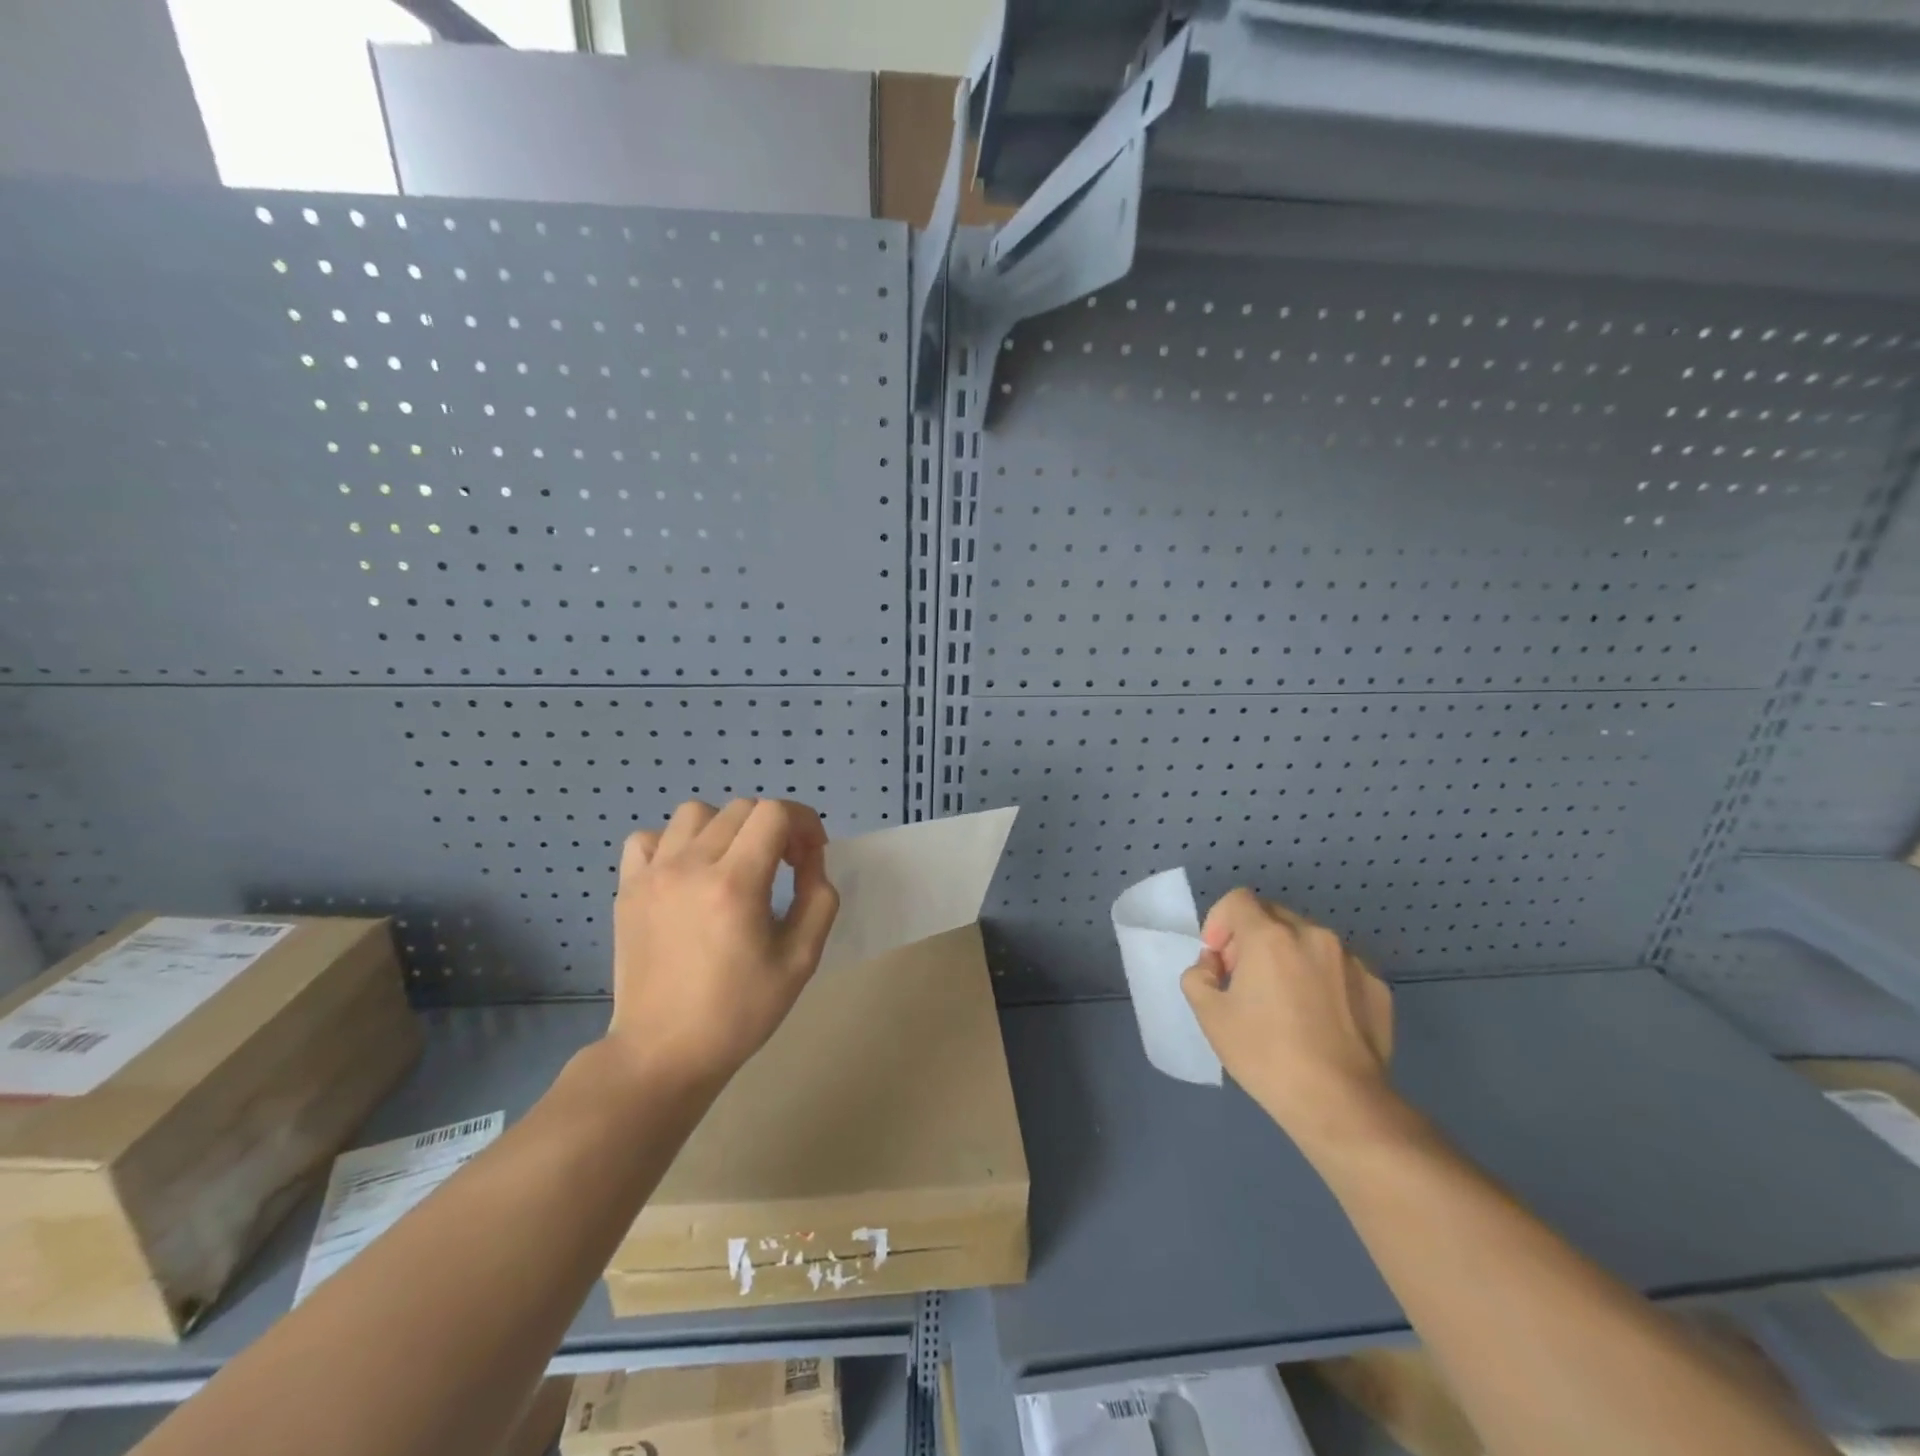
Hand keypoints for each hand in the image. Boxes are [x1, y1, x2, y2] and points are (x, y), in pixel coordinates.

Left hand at [607, 798, 839, 1087]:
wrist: (663, 1053)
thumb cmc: (739, 1012)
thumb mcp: (801, 960)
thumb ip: (819, 899)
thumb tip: (810, 861)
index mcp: (735, 884)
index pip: (775, 813)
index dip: (804, 823)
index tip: (810, 856)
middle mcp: (690, 866)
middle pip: (741, 808)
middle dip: (774, 827)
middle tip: (783, 866)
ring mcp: (653, 875)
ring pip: (696, 813)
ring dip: (726, 828)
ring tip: (734, 864)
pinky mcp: (628, 889)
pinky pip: (650, 838)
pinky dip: (675, 843)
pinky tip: (688, 873)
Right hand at [1181, 889, 1396, 1152]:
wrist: (1340, 1103)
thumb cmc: (1265, 1055)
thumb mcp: (1208, 1015)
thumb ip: (1198, 975)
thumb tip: (1214, 965)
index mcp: (1269, 936)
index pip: (1237, 900)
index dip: (1219, 922)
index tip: (1218, 959)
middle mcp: (1313, 935)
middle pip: (1272, 916)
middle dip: (1250, 939)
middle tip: (1245, 981)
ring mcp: (1351, 960)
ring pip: (1307, 941)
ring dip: (1287, 957)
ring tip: (1285, 1002)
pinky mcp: (1377, 986)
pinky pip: (1337, 967)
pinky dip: (1321, 979)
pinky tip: (1318, 1019)